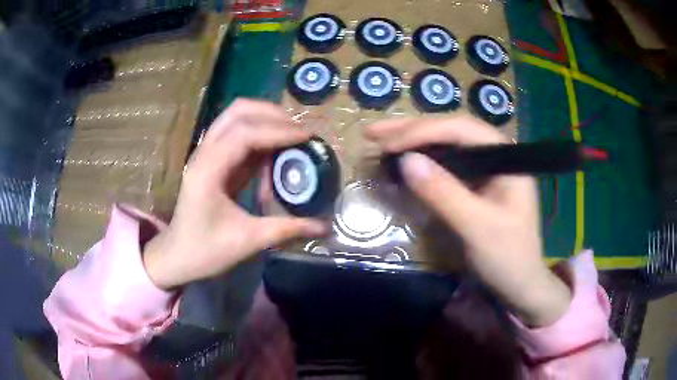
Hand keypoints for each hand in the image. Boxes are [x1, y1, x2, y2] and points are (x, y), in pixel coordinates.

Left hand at [143, 99, 326, 288]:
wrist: (177, 255)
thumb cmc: (205, 251)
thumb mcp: (247, 241)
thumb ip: (287, 229)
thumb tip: (325, 227)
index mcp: (207, 171)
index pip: (244, 134)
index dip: (278, 131)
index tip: (308, 137)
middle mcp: (203, 153)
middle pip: (238, 112)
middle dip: (273, 115)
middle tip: (301, 132)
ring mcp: (206, 153)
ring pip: (236, 117)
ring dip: (266, 120)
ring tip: (292, 136)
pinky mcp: (212, 159)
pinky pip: (238, 134)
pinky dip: (260, 135)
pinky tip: (277, 151)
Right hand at [366, 115, 570, 326]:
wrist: (520, 287)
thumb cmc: (508, 258)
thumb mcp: (477, 227)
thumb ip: (444, 193)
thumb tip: (406, 161)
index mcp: (506, 157)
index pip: (461, 130)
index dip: (423, 131)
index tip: (389, 143)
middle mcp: (495, 156)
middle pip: (451, 132)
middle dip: (412, 130)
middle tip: (373, 132)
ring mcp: (485, 171)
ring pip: (446, 147)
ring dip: (413, 143)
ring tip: (380, 141)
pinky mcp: (475, 186)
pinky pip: (446, 167)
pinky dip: (422, 165)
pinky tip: (403, 164)